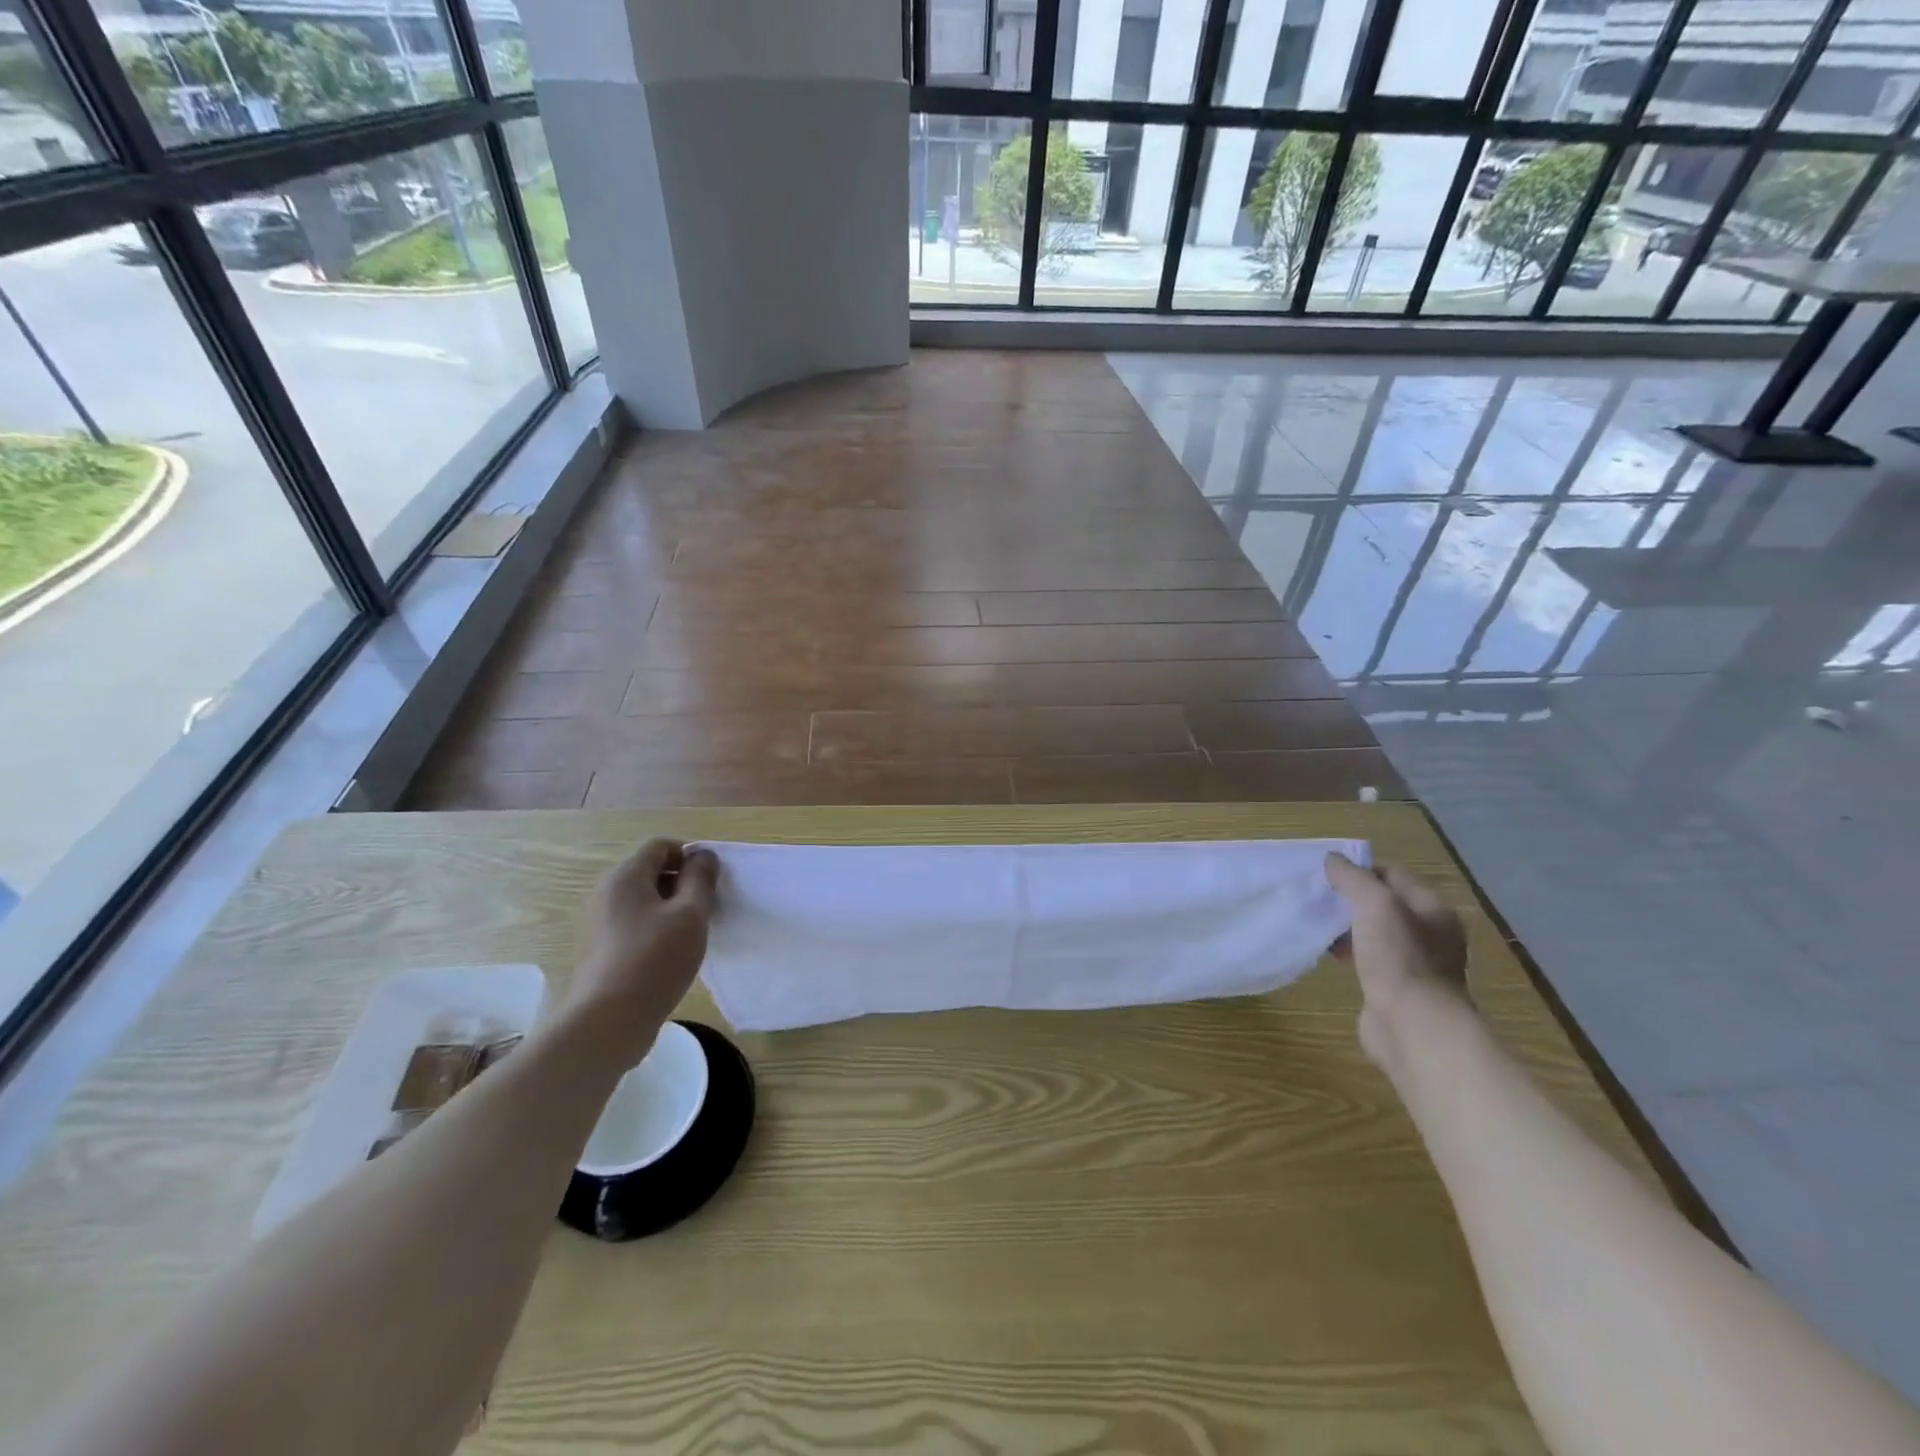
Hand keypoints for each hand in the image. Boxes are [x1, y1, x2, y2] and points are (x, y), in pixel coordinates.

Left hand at [566, 839, 719, 1058]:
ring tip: (691, 935)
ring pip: (644, 901)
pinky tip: (670, 955)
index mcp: (625, 877)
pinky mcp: (600, 950)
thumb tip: (703, 855)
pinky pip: (634, 924)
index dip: (690, 856)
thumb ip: (700, 879)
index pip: (661, 846)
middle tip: (706, 909)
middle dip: (682, 883)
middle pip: (651, 872)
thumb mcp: (690, 914)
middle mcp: (606, 893)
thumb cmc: (655, 960)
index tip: (711, 882)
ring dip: (671, 909)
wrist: (607, 1023)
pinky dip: (655, 929)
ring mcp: (599, 923)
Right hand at [1324, 852, 1471, 1069]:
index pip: (1393, 874)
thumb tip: (1333, 860)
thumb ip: (1353, 878)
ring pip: (1375, 933)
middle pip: (1385, 904)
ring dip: (1348, 927)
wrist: (1413, 1025)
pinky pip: (1370, 959)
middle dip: (1351, 899)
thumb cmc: (1399, 957)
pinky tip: (1329, 954)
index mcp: (1433, 909)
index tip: (1327, 874)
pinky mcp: (1397, 988)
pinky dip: (1350, 952)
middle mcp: (1430, 934)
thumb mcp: (1375, 904)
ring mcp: (1415, 963)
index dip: (1361, 870)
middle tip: (1319, 897)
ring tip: (1318, 924)